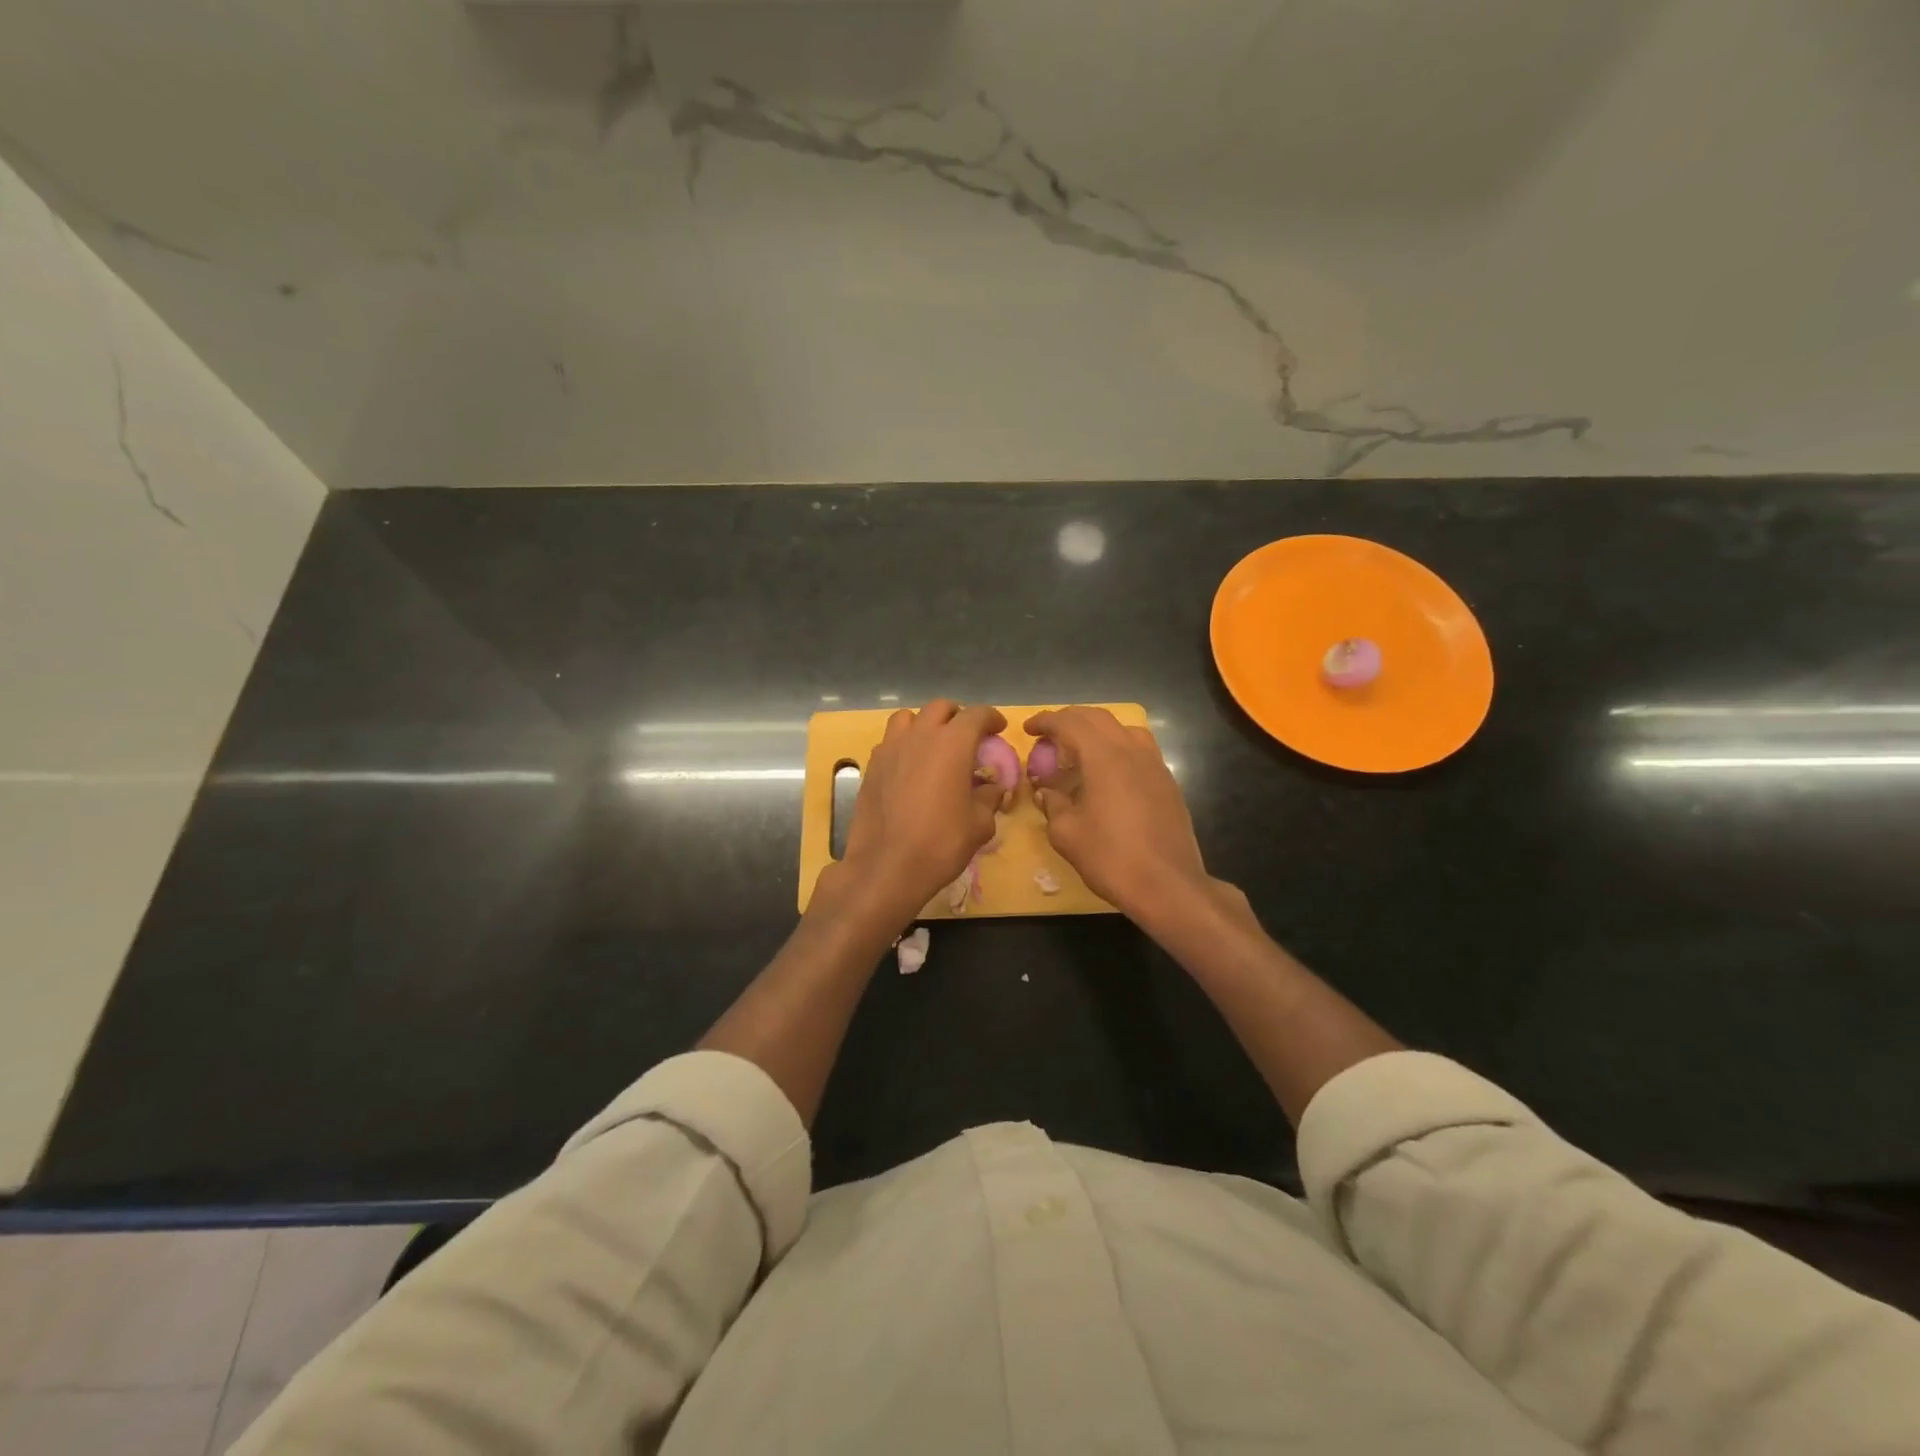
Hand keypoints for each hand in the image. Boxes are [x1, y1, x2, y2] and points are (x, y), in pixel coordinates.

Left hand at [836, 699, 1006, 921]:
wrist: (886, 866)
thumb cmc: (940, 843)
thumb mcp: (980, 824)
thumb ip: (989, 798)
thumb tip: (991, 788)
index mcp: (952, 743)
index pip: (976, 714)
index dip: (991, 718)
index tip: (998, 728)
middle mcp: (920, 735)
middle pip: (940, 708)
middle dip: (958, 717)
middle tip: (968, 738)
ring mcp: (891, 748)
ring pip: (908, 717)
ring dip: (925, 724)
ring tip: (934, 746)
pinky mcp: (871, 766)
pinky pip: (890, 741)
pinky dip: (904, 745)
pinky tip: (910, 768)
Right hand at [1024, 706, 1211, 923]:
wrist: (1167, 885)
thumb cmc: (1111, 858)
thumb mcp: (1067, 833)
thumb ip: (1052, 804)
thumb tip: (1046, 792)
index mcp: (1104, 757)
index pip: (1070, 723)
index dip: (1047, 721)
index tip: (1030, 729)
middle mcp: (1132, 751)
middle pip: (1098, 718)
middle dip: (1071, 719)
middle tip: (1050, 735)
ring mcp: (1155, 765)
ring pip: (1124, 729)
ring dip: (1098, 730)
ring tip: (1081, 749)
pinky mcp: (1168, 782)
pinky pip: (1140, 749)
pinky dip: (1118, 747)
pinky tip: (1109, 772)